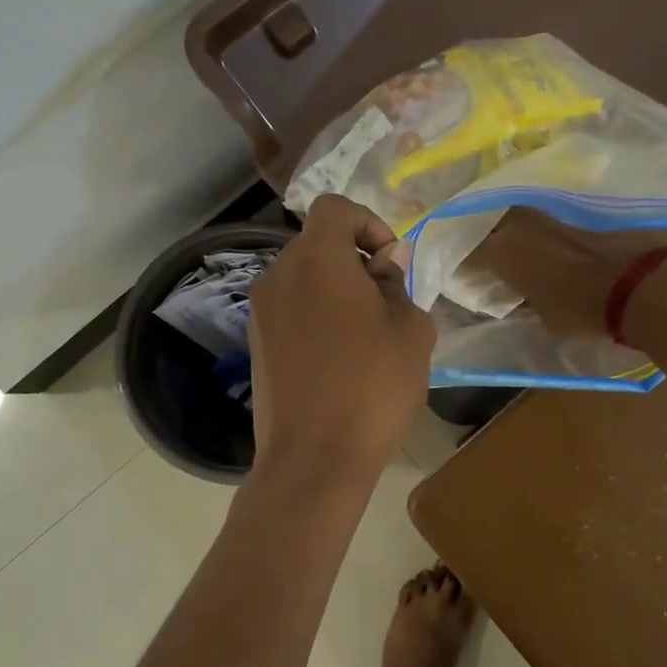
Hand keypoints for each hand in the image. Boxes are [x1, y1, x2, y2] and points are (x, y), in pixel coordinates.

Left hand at [248, 195, 436, 472]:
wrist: (315, 458)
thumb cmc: (373, 387)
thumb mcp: (411, 330)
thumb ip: (398, 284)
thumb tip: (385, 263)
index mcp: (317, 259)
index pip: (334, 208)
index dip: (368, 223)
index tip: (391, 262)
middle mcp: (279, 275)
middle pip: (317, 243)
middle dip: (355, 259)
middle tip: (386, 302)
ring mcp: (261, 311)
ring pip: (304, 277)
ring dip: (336, 289)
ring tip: (366, 335)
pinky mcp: (255, 343)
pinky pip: (291, 308)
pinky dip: (316, 314)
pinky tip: (340, 356)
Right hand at [471, 209, 666, 342]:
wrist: (647, 284)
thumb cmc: (588, 311)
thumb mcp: (548, 319)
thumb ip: (527, 303)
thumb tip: (522, 299)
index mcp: (505, 252)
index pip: (471, 253)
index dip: (465, 264)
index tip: (465, 274)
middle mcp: (523, 223)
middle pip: (493, 222)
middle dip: (488, 234)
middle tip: (491, 251)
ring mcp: (555, 209)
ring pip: (525, 213)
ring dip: (519, 226)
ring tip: (523, 242)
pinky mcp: (586, 205)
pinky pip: (558, 212)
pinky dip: (554, 225)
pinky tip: (560, 238)